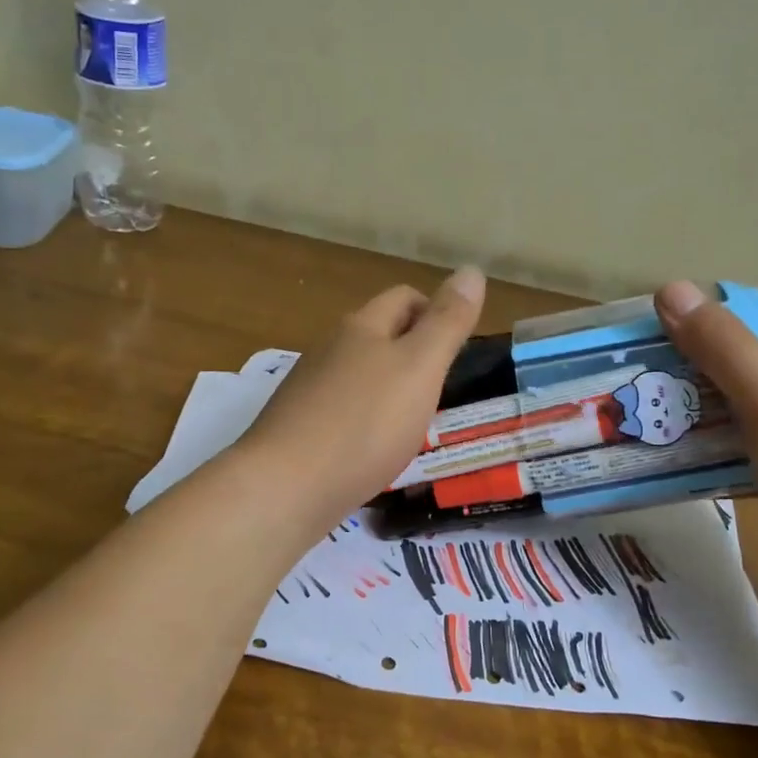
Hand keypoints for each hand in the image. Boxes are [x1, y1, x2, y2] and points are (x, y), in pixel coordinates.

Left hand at [237, 267, 486, 531]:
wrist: (285, 487)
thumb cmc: (364, 423)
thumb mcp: (420, 368)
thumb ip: (447, 322)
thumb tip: (472, 270)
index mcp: (362, 326)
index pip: (405, 297)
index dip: (436, 312)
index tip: (459, 351)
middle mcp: (331, 349)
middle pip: (380, 334)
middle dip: (414, 352)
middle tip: (444, 390)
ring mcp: (309, 389)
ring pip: (360, 374)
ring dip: (390, 389)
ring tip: (414, 423)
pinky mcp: (298, 427)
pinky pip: (343, 410)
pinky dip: (366, 421)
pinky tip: (375, 450)